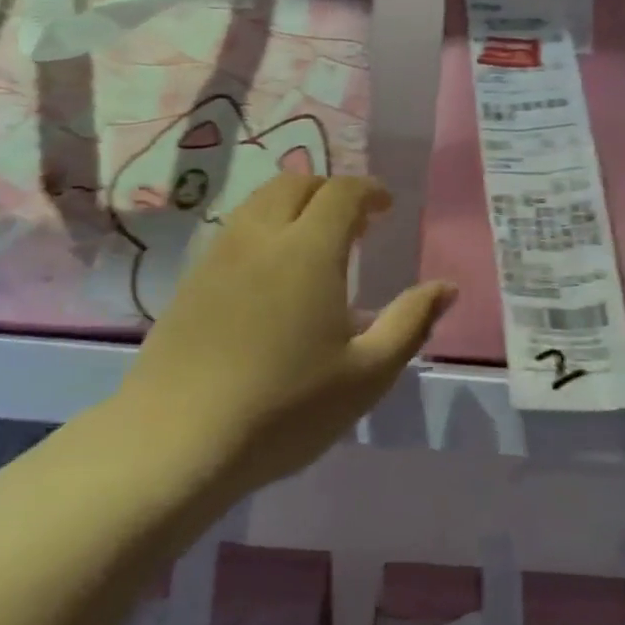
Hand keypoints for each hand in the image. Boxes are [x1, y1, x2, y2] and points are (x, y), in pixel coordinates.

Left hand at [116, 173, 455, 498]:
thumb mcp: (367, 374)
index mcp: (307, 250)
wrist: (178, 440)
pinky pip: (233, 233)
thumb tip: (446, 287)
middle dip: (329, 190)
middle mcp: (259, 238)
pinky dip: (262, 232)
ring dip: (292, 207)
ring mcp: (217, 258)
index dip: (368, 190)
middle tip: (353, 223)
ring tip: (313, 244)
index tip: (385, 207)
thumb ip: (411, 322)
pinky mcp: (189, 283)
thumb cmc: (286, 408)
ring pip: (257, 205)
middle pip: (294, 185)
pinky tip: (270, 278)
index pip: (341, 192)